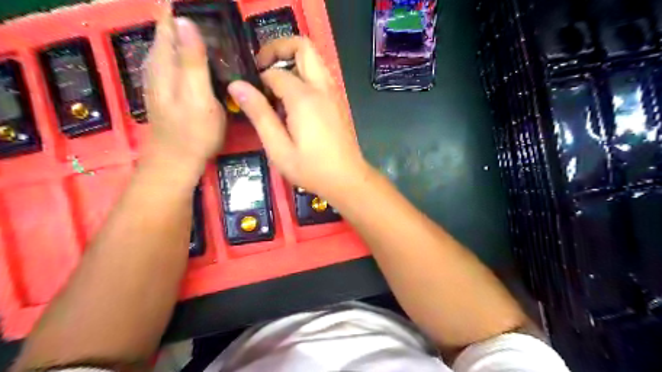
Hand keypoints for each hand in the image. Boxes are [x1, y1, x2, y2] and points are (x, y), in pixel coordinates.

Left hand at [143, 9, 225, 174]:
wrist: (176, 161)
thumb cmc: (192, 132)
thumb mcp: (197, 97)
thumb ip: (192, 61)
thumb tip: (185, 21)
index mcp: (164, 61)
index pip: (168, 21)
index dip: (182, 8)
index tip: (209, 7)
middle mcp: (158, 63)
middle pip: (170, 30)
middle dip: (189, 20)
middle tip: (219, 20)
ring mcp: (162, 77)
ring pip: (174, 44)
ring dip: (191, 35)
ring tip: (216, 34)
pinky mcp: (170, 89)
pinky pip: (178, 60)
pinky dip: (191, 52)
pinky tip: (207, 59)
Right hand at [229, 37, 370, 200]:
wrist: (347, 179)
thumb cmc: (311, 168)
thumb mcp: (278, 148)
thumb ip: (259, 114)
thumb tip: (237, 85)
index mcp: (304, 97)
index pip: (275, 72)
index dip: (259, 79)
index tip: (251, 93)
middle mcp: (322, 88)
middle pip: (303, 47)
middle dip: (279, 48)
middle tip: (262, 66)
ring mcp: (334, 93)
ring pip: (314, 59)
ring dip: (293, 61)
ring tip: (276, 85)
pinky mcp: (338, 101)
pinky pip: (320, 75)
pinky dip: (305, 75)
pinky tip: (294, 100)